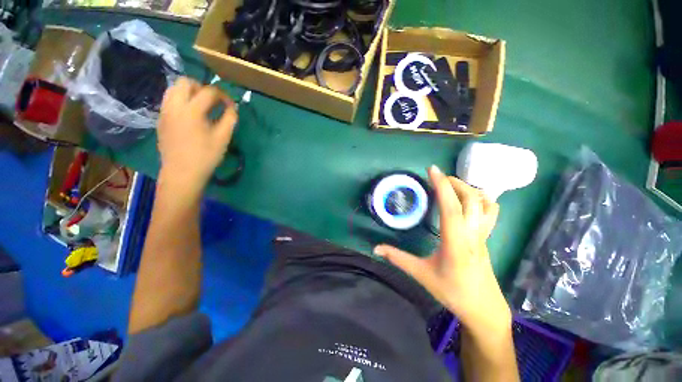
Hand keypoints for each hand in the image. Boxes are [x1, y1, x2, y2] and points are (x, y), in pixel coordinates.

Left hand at [156, 77, 236, 195]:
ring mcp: (165, 114)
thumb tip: (231, 107)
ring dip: (185, 92)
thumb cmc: (202, 160)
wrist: (179, 179)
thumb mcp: (222, 139)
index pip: (209, 91)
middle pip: (185, 82)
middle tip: (207, 101)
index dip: (222, 96)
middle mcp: (175, 107)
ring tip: (194, 105)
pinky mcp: (160, 122)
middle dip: (199, 86)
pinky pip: (167, 103)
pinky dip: (177, 103)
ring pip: (172, 89)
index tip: (228, 106)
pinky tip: (184, 116)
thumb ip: (230, 118)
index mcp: (192, 110)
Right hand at [374, 165, 510, 335]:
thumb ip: (400, 259)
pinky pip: (491, 211)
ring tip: (455, 188)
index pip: (450, 206)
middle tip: (439, 179)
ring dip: (470, 189)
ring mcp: (483, 233)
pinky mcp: (487, 236)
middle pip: (471, 197)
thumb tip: (376, 248)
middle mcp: (472, 232)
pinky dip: (483, 199)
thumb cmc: (451, 291)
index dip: (442, 185)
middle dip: (455, 182)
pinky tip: (472, 203)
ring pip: (484, 202)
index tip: (432, 169)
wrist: (480, 304)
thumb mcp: (423, 275)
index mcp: (455, 241)